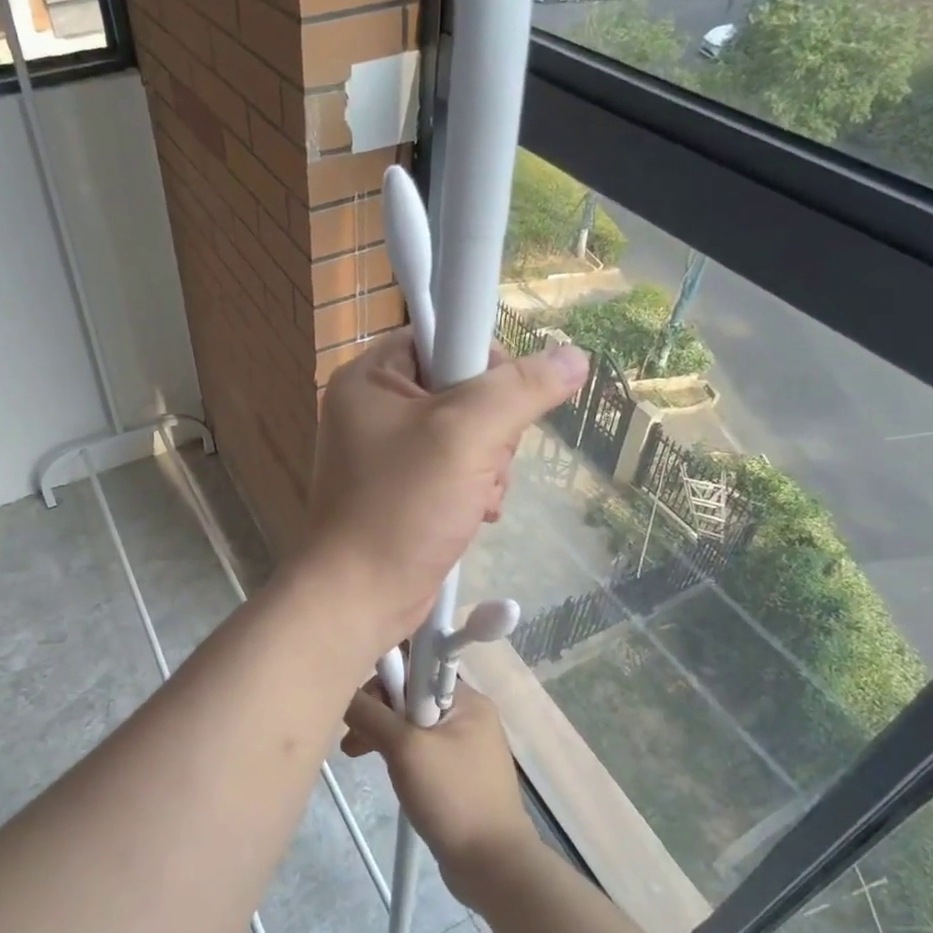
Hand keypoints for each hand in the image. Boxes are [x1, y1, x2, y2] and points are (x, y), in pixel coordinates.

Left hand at [301, 331, 586, 646]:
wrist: (359, 597)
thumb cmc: (401, 508)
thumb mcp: (465, 436)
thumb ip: (520, 390)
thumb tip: (573, 357)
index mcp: (371, 377)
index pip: (442, 335)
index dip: (480, 362)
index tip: (498, 403)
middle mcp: (376, 407)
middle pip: (463, 387)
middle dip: (491, 429)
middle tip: (481, 461)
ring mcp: (389, 451)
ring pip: (470, 433)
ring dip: (489, 465)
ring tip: (476, 496)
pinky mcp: (404, 488)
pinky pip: (458, 468)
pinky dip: (476, 488)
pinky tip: (474, 513)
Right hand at [342, 679, 541, 910]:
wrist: (493, 866)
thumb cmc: (452, 797)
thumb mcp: (405, 749)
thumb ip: (372, 713)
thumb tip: (343, 688)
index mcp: (466, 699)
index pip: (414, 669)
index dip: (382, 681)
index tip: (358, 706)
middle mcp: (468, 714)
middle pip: (410, 696)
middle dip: (377, 712)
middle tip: (352, 740)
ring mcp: (464, 746)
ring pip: (411, 725)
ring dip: (382, 734)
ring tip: (355, 755)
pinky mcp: (457, 773)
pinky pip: (420, 749)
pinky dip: (397, 754)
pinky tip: (382, 769)